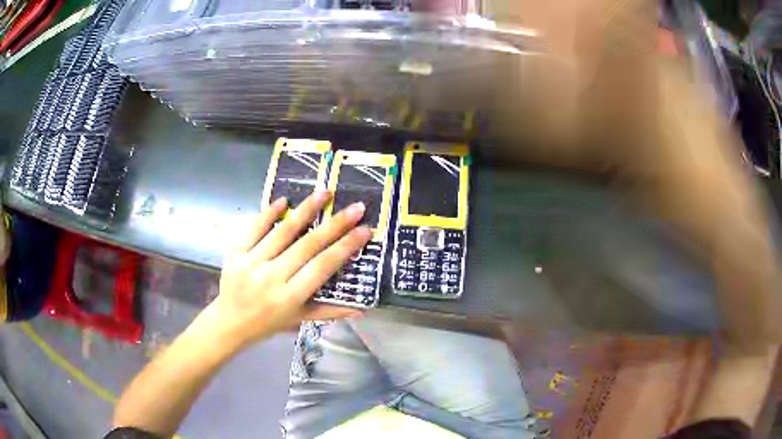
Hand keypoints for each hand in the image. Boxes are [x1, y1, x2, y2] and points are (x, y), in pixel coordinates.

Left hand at [201, 189, 370, 347]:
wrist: (229, 322)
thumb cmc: (268, 323)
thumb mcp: (299, 320)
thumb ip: (330, 312)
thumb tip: (362, 310)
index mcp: (290, 296)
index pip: (323, 266)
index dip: (346, 247)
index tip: (365, 230)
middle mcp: (272, 277)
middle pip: (308, 245)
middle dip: (335, 224)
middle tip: (356, 207)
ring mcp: (252, 262)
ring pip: (283, 231)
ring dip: (306, 210)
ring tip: (324, 192)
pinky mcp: (236, 253)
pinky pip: (255, 228)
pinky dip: (269, 213)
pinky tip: (284, 200)